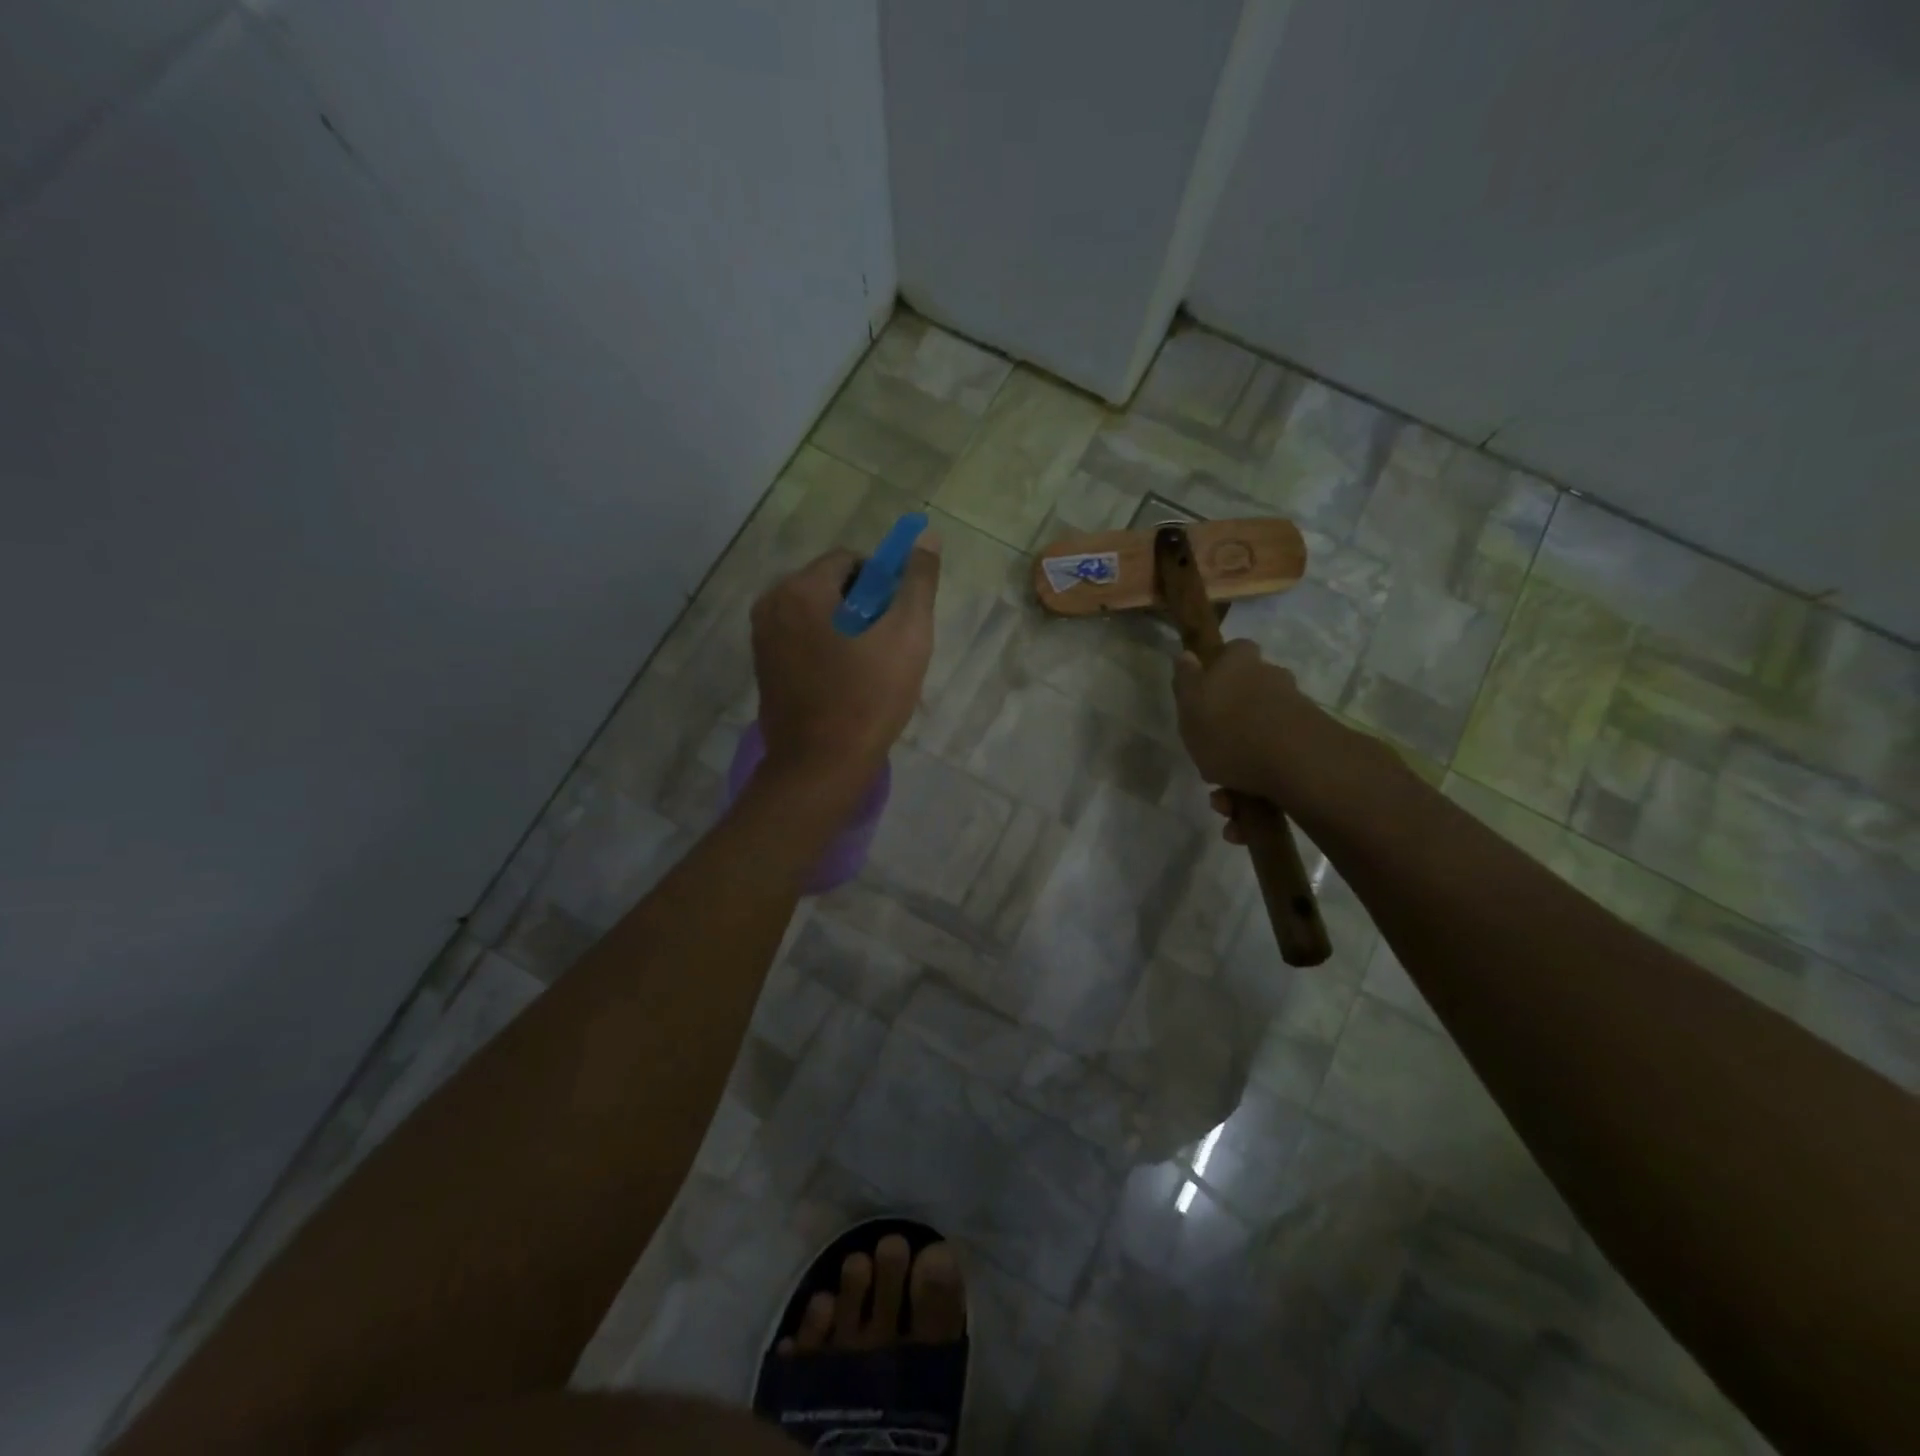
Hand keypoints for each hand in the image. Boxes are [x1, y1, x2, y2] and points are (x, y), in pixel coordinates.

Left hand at [750, 540, 940, 793]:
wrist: (822, 765)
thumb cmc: (868, 697)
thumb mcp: (908, 635)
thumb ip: (918, 582)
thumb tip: (927, 536)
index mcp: (801, 588)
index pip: (851, 561)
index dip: (883, 584)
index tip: (897, 620)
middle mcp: (771, 603)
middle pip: (830, 585)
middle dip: (863, 606)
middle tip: (887, 647)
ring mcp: (761, 637)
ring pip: (816, 613)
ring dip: (846, 628)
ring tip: (869, 668)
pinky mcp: (763, 666)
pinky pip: (801, 639)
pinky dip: (825, 648)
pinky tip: (844, 682)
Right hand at [1172, 637, 1374, 820]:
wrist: (1298, 764)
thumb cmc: (1230, 731)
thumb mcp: (1190, 706)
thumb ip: (1186, 680)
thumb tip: (1188, 654)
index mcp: (1241, 664)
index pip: (1232, 653)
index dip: (1218, 672)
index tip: (1205, 698)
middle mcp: (1272, 681)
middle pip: (1244, 702)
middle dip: (1225, 739)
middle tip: (1208, 770)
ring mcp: (1295, 713)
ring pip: (1257, 743)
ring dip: (1238, 778)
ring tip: (1225, 807)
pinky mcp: (1310, 746)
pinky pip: (1275, 768)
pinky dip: (1258, 794)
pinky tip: (1244, 823)